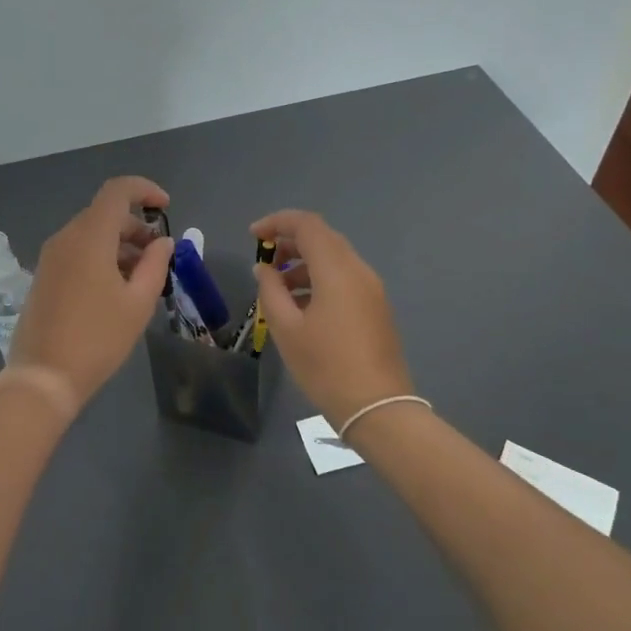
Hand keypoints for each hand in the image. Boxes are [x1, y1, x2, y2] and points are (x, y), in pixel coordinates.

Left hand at [10, 176, 175, 414]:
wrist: (43, 377)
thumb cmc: (98, 339)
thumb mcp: (138, 303)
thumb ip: (155, 264)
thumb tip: (163, 241)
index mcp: (90, 237)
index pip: (117, 191)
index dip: (144, 190)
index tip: (166, 207)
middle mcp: (66, 238)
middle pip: (105, 214)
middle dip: (136, 226)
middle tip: (159, 255)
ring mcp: (50, 257)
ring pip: (91, 234)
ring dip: (120, 244)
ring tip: (142, 277)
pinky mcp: (44, 276)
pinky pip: (77, 252)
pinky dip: (101, 256)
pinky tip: (116, 288)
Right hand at [249, 210, 415, 427]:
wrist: (378, 407)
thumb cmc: (326, 366)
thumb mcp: (286, 328)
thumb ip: (270, 290)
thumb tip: (264, 268)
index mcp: (337, 270)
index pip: (307, 225)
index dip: (277, 222)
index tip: (253, 236)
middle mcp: (359, 270)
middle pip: (323, 238)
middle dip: (290, 242)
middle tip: (263, 260)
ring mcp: (372, 289)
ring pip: (334, 258)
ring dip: (303, 262)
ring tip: (277, 287)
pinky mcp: (376, 307)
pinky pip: (344, 278)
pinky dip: (319, 278)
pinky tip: (301, 305)